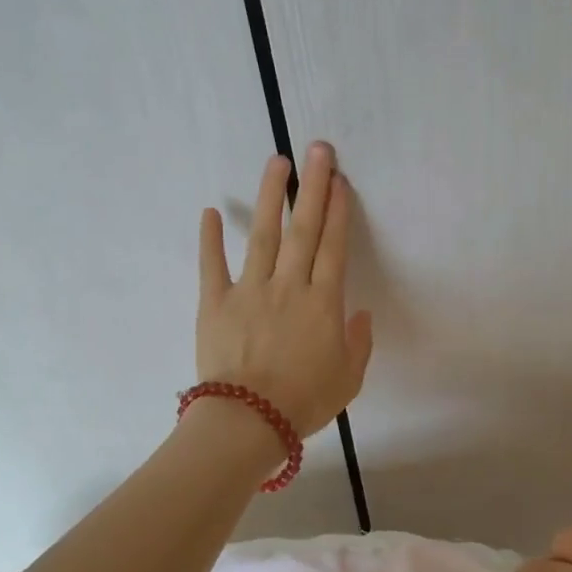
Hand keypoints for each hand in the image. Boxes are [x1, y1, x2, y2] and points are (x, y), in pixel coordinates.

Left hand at [197, 142, 373, 436]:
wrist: (248, 421)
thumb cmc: (304, 402)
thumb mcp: (348, 379)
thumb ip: (358, 343)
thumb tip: (361, 313)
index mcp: (323, 303)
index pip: (334, 247)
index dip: (339, 212)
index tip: (341, 181)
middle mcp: (289, 286)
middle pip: (304, 229)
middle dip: (313, 187)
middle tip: (318, 150)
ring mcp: (250, 290)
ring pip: (263, 235)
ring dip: (271, 196)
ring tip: (277, 162)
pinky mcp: (215, 302)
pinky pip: (212, 265)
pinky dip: (210, 238)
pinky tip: (211, 211)